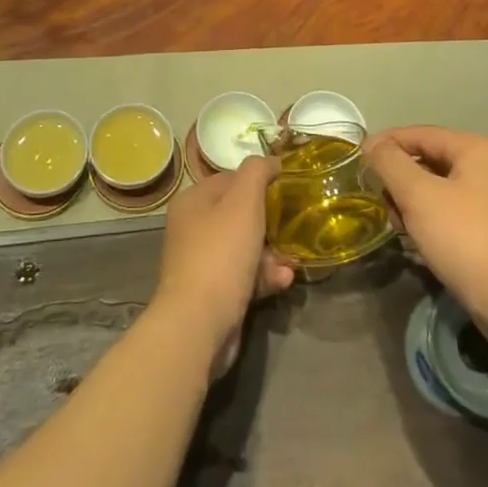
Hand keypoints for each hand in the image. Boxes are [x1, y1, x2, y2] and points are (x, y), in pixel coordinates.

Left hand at [153, 156, 293, 377]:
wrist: (198, 324)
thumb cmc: (221, 254)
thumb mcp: (243, 202)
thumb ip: (257, 172)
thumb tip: (270, 161)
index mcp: (193, 201)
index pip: (231, 178)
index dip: (260, 181)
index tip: (289, 188)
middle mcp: (193, 228)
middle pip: (240, 214)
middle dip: (271, 223)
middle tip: (294, 228)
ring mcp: (202, 262)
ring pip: (246, 247)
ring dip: (273, 253)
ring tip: (291, 262)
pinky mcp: (213, 292)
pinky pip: (244, 275)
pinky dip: (264, 276)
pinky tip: (283, 282)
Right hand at [364, 126, 487, 337]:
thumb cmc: (467, 239)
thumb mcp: (419, 196)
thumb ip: (391, 164)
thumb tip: (372, 145)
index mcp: (477, 149)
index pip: (420, 133)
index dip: (386, 144)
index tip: (358, 161)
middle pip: (430, 160)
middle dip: (400, 179)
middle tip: (379, 200)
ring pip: (440, 189)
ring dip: (413, 202)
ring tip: (399, 226)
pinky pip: (453, 212)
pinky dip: (432, 220)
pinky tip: (420, 241)